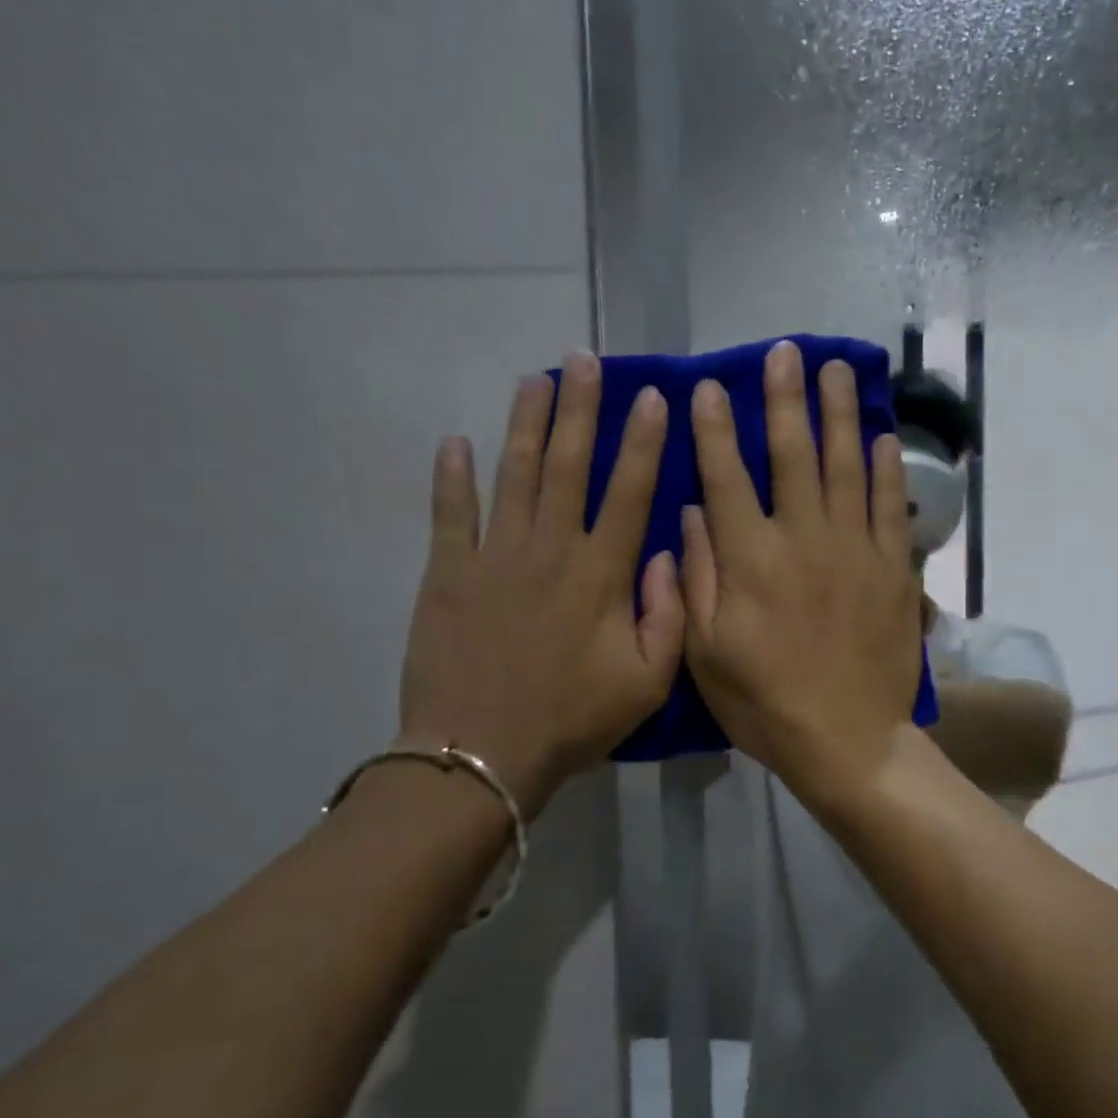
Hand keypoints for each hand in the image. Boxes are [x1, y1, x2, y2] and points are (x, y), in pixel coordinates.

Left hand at [397, 354, 683, 813]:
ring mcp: (494, 557)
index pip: (629, 492)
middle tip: (585, 360)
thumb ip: (669, 615)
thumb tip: (667, 553)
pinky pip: (449, 514)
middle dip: (580, 409)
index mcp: (601, 574)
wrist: (480, 756)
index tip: (652, 396)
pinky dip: (451, 476)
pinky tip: (455, 440)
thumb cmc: (573, 719)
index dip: (642, 442)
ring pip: (514, 475)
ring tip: (535, 378)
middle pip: (568, 466)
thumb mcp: (649, 681)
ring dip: (525, 424)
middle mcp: (550, 550)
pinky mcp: (447, 575)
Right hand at [680, 340, 924, 811]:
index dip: (714, 428)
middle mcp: (803, 538)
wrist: (847, 740)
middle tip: (786, 353)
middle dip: (785, 399)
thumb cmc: (765, 702)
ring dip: (839, 414)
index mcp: (751, 558)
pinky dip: (887, 469)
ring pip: (846, 465)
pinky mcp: (893, 568)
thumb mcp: (705, 651)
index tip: (708, 387)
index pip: (726, 476)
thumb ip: (695, 577)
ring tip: (837, 370)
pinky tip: (882, 437)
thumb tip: (691, 514)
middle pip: (792, 454)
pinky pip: (891, 507)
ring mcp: (855, 549)